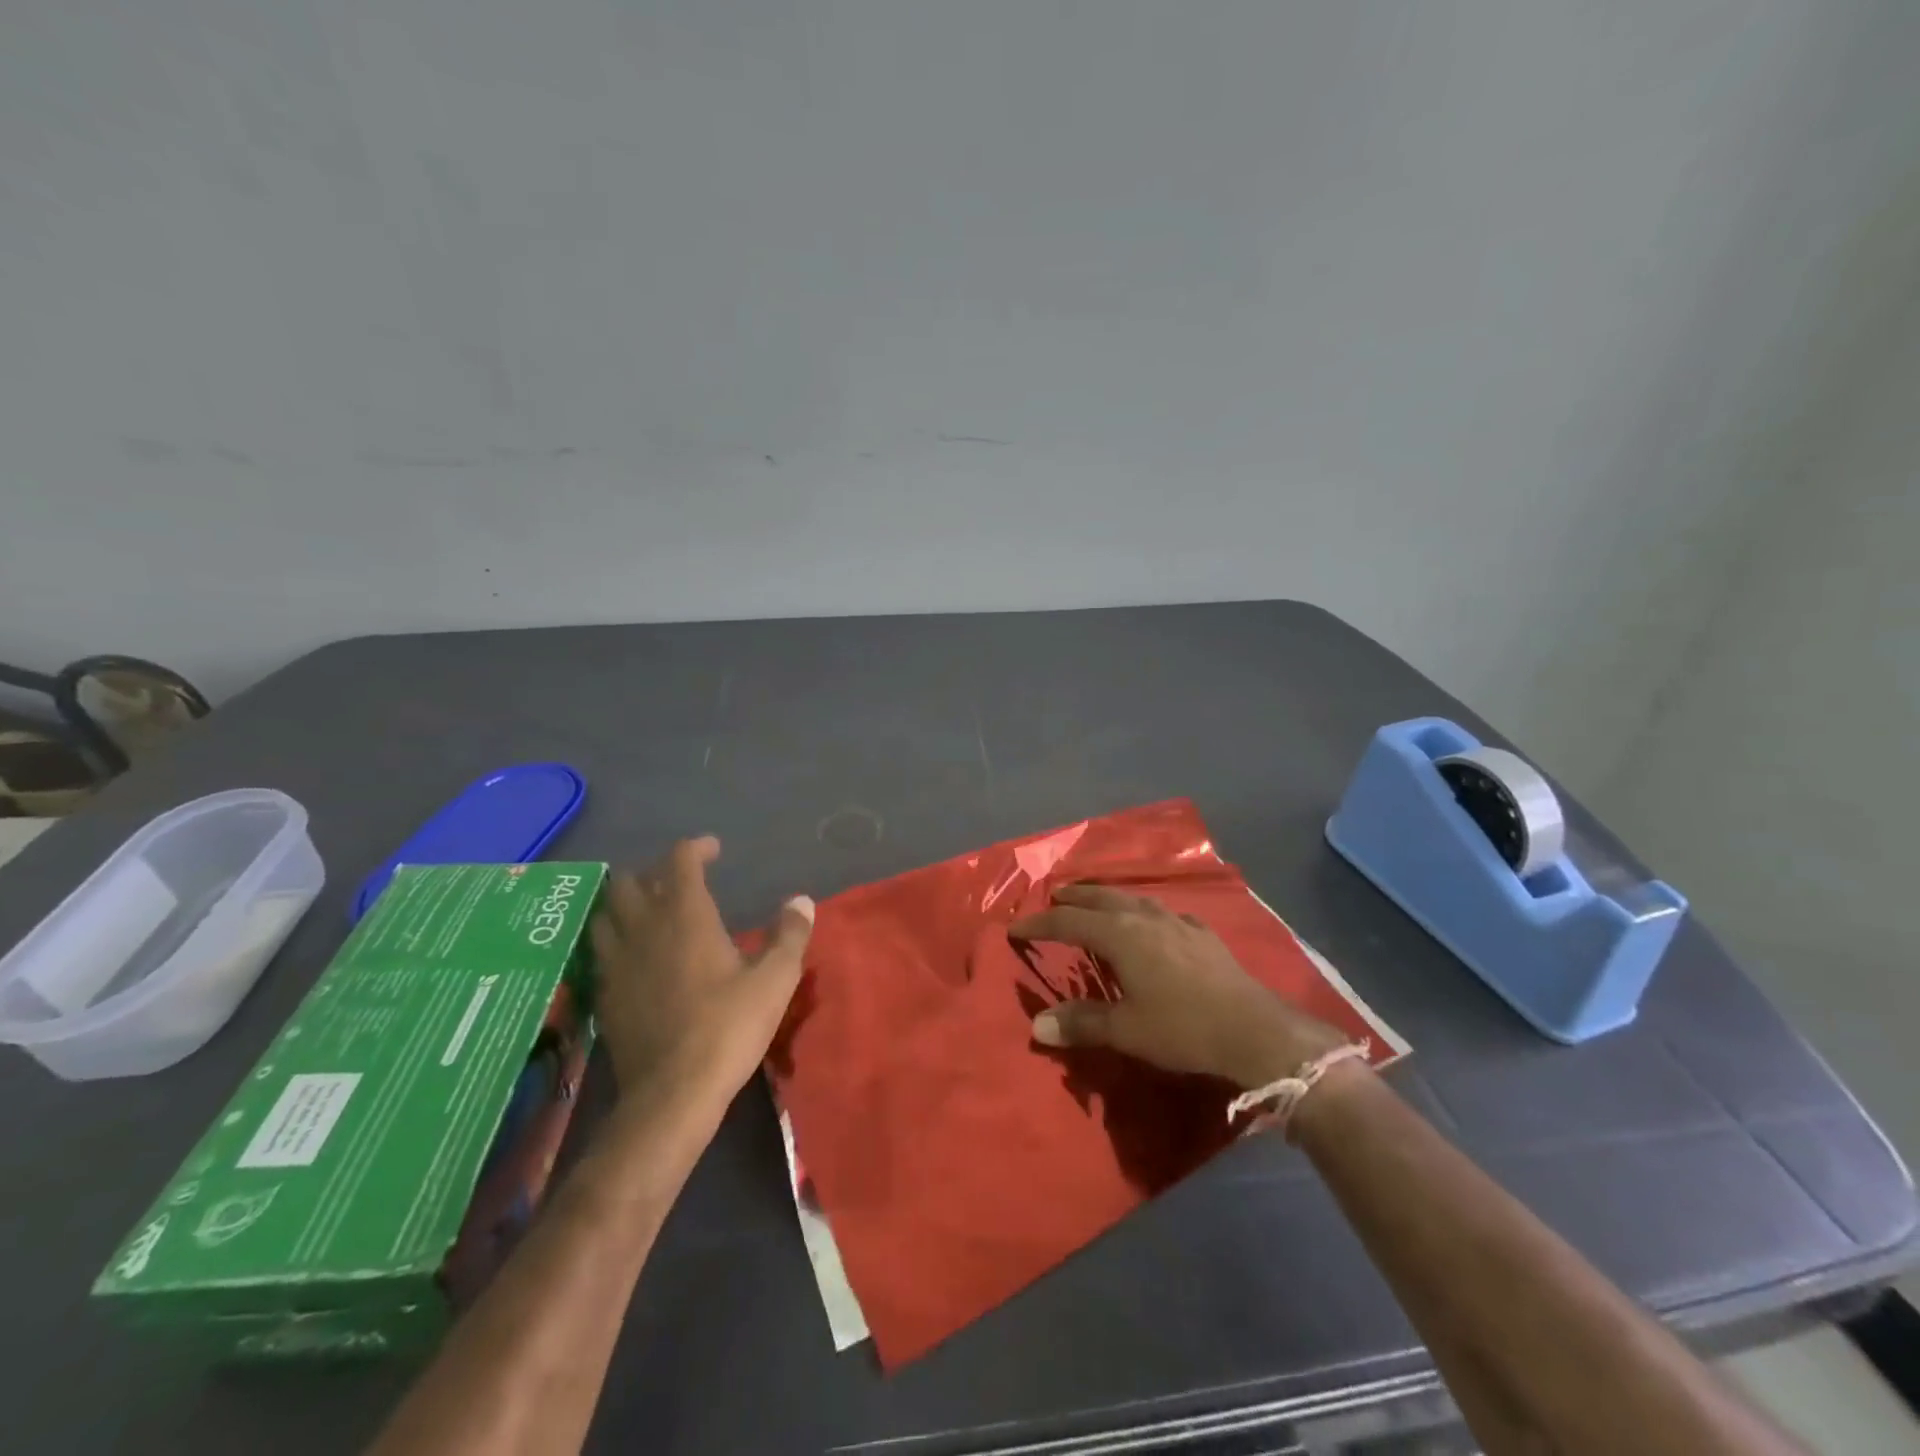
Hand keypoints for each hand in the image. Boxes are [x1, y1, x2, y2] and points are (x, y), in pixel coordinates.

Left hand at [589, 836, 812, 1106]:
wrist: (673, 1094)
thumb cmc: (728, 1027)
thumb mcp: (775, 979)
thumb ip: (789, 934)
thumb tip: (800, 900)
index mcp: (685, 915)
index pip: (679, 860)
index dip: (696, 848)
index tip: (714, 851)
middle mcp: (643, 929)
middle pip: (628, 880)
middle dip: (652, 872)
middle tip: (678, 883)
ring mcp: (617, 962)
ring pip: (604, 914)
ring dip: (624, 904)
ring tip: (648, 913)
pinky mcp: (604, 995)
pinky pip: (601, 952)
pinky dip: (615, 941)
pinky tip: (635, 958)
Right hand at [1009, 884, 1346, 1088]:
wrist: (1253, 1030)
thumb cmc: (1182, 1028)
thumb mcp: (1126, 1030)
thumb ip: (1081, 1023)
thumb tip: (1037, 1025)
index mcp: (1120, 934)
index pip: (1068, 921)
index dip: (1040, 923)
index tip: (1016, 927)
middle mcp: (1145, 918)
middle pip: (1100, 898)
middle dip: (1074, 897)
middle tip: (1054, 897)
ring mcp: (1177, 922)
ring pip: (1133, 899)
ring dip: (1108, 898)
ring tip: (1096, 902)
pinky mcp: (1203, 934)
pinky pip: (1162, 912)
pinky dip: (1143, 912)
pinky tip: (1153, 923)